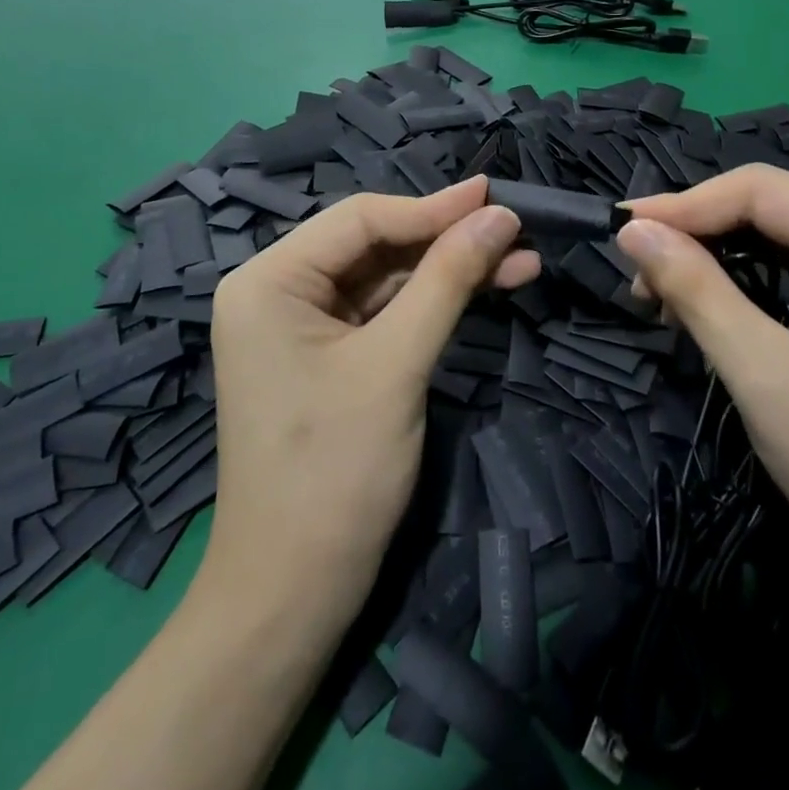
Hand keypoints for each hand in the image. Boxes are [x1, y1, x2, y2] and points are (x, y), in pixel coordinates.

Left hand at [203, 178, 537, 609]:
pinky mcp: (325, 354)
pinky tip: (482, 290)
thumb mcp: (396, 364)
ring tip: (519, 260)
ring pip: (385, 276)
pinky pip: (382, 311)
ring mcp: (300, 324)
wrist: (293, 594)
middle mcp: (276, 289)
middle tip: (515, 229)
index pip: (360, 218)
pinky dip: (431, 302)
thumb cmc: (335, 473)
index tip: (497, 196)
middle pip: (374, 244)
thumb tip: (500, 213)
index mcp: (269, 279)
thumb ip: (448, 279)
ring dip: (448, 270)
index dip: (433, 207)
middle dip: (446, 240)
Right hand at [618, 165, 788, 620]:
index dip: (684, 204)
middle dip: (699, 233)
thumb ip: (695, 289)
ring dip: (718, 258)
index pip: (762, 190)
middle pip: (773, 208)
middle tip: (639, 271)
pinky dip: (750, 282)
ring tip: (664, 293)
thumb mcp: (762, 374)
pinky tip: (713, 306)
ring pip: (784, 239)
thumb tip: (632, 229)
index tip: (621, 228)